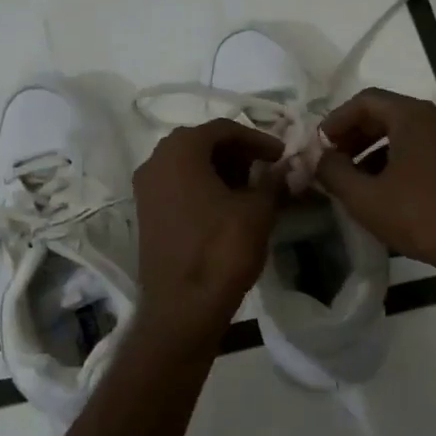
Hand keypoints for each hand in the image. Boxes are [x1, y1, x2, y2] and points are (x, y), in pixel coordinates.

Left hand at [132, 119, 288, 335]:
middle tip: (267, 169)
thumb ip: (274, 181)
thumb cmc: (221, 250)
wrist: (183, 306)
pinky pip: (177, 186)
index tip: (282, 155)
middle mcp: (155, 161)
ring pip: (188, 165)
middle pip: (202, 143)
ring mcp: (146, 189)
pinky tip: (228, 207)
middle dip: (237, 153)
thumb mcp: (258, 211)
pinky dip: (203, 187)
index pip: (223, 129)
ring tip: (252, 189)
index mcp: (180, 150)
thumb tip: (290, 166)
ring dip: (220, 170)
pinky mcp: (146, 214)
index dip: (257, 139)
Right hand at [314, 88, 435, 279]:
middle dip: (354, 136)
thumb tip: (319, 158)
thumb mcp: (365, 198)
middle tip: (333, 161)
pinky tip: (386, 192)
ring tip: (354, 180)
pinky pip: (422, 150)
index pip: (365, 100)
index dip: (336, 120)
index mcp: (411, 116)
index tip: (319, 145)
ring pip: (404, 134)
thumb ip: (333, 172)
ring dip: (373, 151)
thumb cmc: (421, 216)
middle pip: (385, 114)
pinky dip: (397, 161)